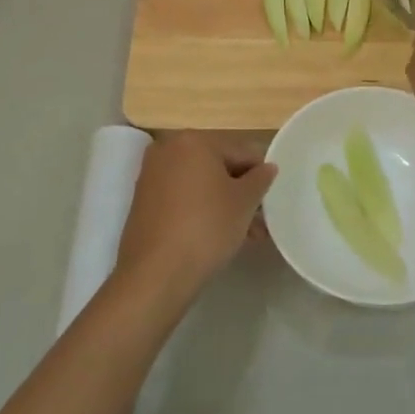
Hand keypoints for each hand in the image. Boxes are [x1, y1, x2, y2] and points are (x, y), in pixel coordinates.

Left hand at [113, 132, 275, 311]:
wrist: (156, 274)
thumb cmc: (206, 227)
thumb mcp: (245, 202)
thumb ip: (260, 179)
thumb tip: (267, 168)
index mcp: (193, 140)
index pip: (240, 151)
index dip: (260, 175)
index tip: (271, 199)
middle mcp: (168, 150)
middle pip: (218, 167)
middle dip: (241, 192)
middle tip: (260, 220)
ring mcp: (151, 176)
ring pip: (200, 185)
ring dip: (224, 204)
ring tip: (246, 235)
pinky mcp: (143, 202)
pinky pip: (182, 198)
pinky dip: (201, 210)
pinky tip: (217, 235)